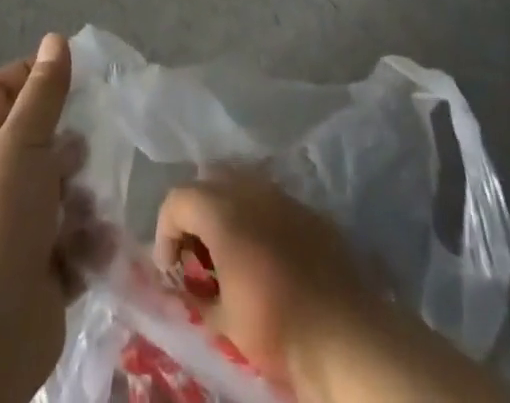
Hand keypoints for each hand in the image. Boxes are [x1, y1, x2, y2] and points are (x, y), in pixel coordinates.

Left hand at [0, 33, 94, 395]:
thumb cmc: (0, 217)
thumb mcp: (23, 141)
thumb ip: (44, 91)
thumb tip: (54, 39)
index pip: (0, 90)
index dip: (31, 75)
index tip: (70, 74)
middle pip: (36, 141)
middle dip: (65, 144)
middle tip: (83, 148)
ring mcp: (16, 227)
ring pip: (60, 191)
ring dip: (81, 195)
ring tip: (85, 204)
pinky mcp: (42, 268)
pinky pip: (73, 239)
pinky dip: (87, 239)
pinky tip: (95, 242)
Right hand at [154, 172, 380, 396]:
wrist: (345, 331)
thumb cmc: (276, 324)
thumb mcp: (224, 322)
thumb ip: (196, 296)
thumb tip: (183, 288)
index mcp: (222, 211)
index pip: (177, 199)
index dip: (165, 230)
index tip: (171, 268)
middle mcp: (249, 188)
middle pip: (208, 178)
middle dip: (195, 209)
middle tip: (197, 250)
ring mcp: (282, 193)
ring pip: (242, 181)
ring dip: (227, 207)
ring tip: (230, 248)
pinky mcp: (307, 207)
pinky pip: (271, 197)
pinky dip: (257, 214)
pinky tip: (264, 250)